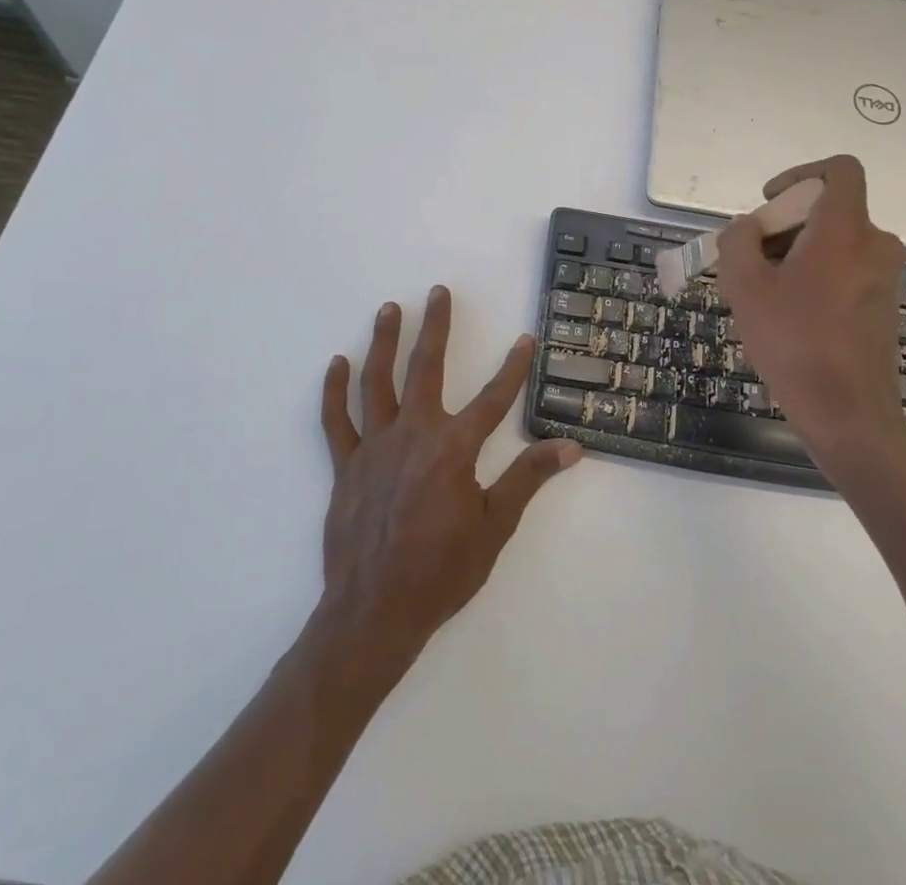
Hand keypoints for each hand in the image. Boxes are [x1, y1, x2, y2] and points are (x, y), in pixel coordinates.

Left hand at [313, 287, 581, 678]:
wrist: (375, 613)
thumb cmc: (442, 572)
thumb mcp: (495, 528)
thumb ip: (528, 478)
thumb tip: (571, 446)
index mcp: (453, 448)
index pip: (493, 398)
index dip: (513, 367)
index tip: (525, 339)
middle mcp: (413, 434)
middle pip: (426, 368)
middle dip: (436, 327)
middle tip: (439, 292)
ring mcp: (374, 446)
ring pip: (377, 381)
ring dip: (384, 342)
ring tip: (390, 309)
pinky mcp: (344, 466)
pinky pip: (335, 420)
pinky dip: (334, 390)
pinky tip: (337, 363)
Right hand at [716, 155, 905, 449]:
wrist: (848, 414)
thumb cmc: (794, 342)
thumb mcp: (745, 286)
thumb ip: (738, 241)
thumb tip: (749, 228)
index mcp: (845, 230)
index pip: (840, 170)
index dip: (801, 174)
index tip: (770, 204)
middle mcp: (874, 244)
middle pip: (827, 210)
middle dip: (784, 226)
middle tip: (751, 262)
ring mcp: (884, 275)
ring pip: (833, 242)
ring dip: (795, 254)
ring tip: (763, 295)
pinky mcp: (883, 303)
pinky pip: (844, 268)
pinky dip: (814, 275)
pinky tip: (789, 316)